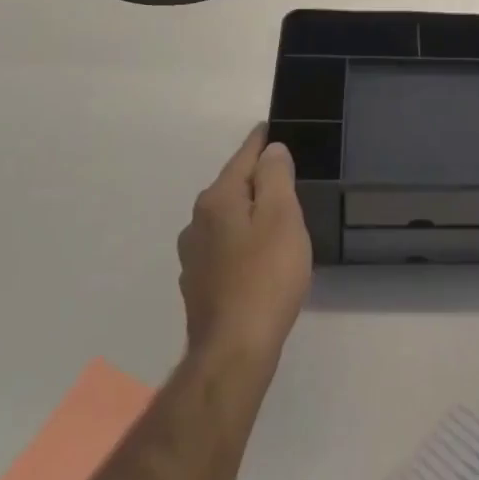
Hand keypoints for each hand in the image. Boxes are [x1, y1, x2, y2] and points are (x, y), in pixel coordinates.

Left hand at [178, 126, 312, 362]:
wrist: (234, 351)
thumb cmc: (266, 276)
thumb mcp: (281, 216)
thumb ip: (275, 176)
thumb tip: (271, 150)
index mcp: (217, 199)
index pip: (243, 157)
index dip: (261, 141)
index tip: (271, 128)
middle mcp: (197, 222)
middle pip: (232, 186)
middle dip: (256, 178)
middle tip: (285, 176)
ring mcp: (193, 256)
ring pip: (226, 219)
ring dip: (247, 212)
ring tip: (274, 216)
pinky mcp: (198, 285)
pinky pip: (224, 247)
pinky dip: (241, 241)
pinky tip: (257, 257)